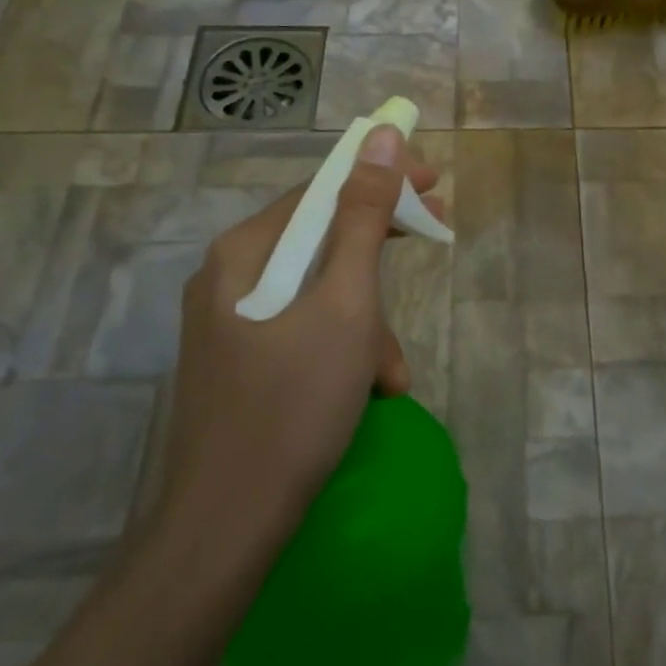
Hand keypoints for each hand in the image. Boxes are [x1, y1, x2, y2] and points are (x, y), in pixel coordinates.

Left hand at [158, 126, 442, 546]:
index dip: (381, 177)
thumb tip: (379, 138)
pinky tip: (372, 390)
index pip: (322, 189)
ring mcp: (232, 323)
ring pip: (320, 292)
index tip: (434, 182)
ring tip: (392, 372)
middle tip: (436, 232)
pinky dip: (345, 349)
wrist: (229, 526)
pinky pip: (306, 330)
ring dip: (368, 321)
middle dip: (380, 249)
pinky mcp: (243, 362)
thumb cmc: (293, 405)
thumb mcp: (345, 305)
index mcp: (244, 252)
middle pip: (321, 238)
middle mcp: (230, 277)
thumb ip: (363, 218)